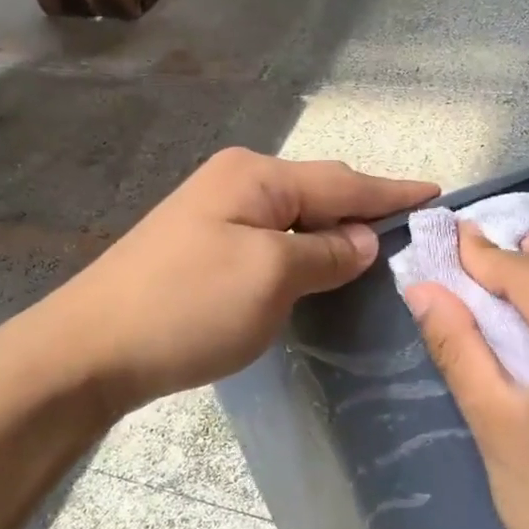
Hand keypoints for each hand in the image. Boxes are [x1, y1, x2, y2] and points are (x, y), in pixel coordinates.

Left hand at [54, 148, 435, 414]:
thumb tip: (366, 238)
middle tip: (413, 230)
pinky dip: (305, 251)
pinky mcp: (204, 248)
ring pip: (296, 218)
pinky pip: (273, 240)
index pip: (343, 181)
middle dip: (366, 209)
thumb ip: (327, 252)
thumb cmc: (189, 306)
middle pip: (320, 192)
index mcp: (257, 177)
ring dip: (335, 232)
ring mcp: (216, 214)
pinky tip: (321, 266)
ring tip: (378, 250)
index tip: (438, 195)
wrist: (90, 350)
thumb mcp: (272, 276)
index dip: (392, 192)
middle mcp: (237, 183)